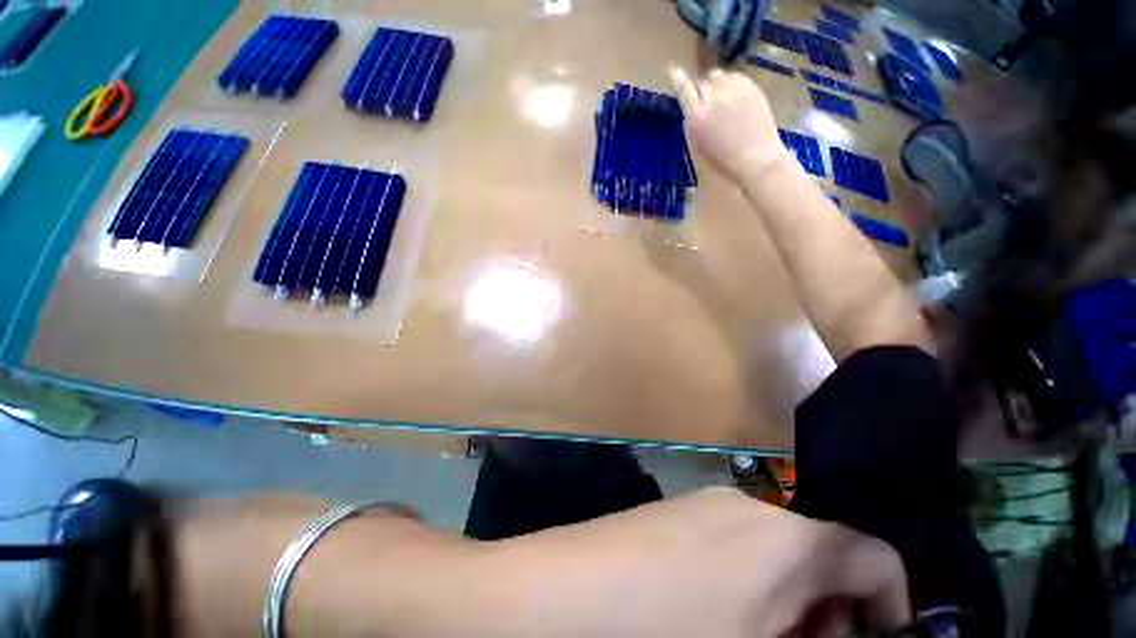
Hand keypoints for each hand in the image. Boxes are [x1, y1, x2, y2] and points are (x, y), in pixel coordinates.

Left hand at [482, 487, 910, 637]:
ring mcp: (706, 504)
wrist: (566, 593)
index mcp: (784, 536)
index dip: (891, 603)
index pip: (872, 553)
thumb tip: (819, 628)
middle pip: (822, 555)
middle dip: (829, 614)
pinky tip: (710, 619)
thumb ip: (805, 636)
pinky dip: (744, 586)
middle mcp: (749, 507)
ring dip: (783, 603)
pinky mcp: (677, 513)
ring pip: (774, 553)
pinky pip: (732, 547)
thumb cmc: (665, 632)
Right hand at [671, 67, 793, 184]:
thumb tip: (690, 107)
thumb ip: (692, 122)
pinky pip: (735, 76)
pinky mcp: (751, 86)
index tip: (673, 71)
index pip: (684, 89)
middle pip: (702, 80)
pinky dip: (730, 84)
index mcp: (697, 116)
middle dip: (701, 88)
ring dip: (716, 84)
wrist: (757, 157)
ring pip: (718, 75)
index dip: (678, 79)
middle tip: (704, 100)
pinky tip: (733, 97)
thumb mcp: (698, 145)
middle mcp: (714, 97)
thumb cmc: (723, 159)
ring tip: (720, 98)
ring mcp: (734, 88)